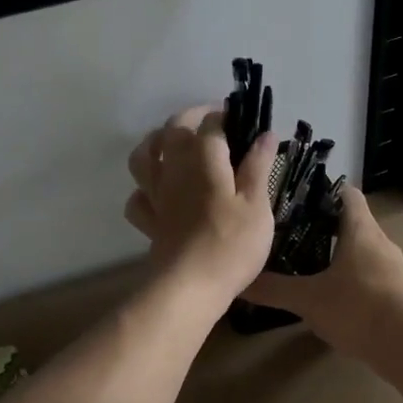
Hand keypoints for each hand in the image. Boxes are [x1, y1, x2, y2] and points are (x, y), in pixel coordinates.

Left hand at [124, 106, 276, 305]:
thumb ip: (258, 167)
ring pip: (144, 157)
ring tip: (171, 143)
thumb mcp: (257, 204)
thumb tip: (265, 134)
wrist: (191, 286)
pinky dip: (143, 189)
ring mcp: (157, 196)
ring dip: (155, 143)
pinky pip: (137, 198)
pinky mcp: (150, 223)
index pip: (211, 125)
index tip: (241, 119)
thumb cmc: (232, 244)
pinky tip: (156, 192)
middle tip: (211, 121)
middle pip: (173, 130)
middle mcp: (174, 170)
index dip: (225, 116)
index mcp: (203, 160)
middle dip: (190, 118)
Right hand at [241, 186, 402, 362]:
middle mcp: (380, 243)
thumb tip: (239, 282)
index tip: (297, 198)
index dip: (323, 191)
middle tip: (291, 235)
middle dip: (324, 227)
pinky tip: (332, 298)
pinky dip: (351, 281)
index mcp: (360, 230)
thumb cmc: (358, 308)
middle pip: (353, 224)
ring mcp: (393, 269)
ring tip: (306, 266)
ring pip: (362, 252)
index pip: (346, 194)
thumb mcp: (308, 299)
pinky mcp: (398, 294)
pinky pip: (370, 278)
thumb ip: (274, 290)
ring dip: (338, 256)